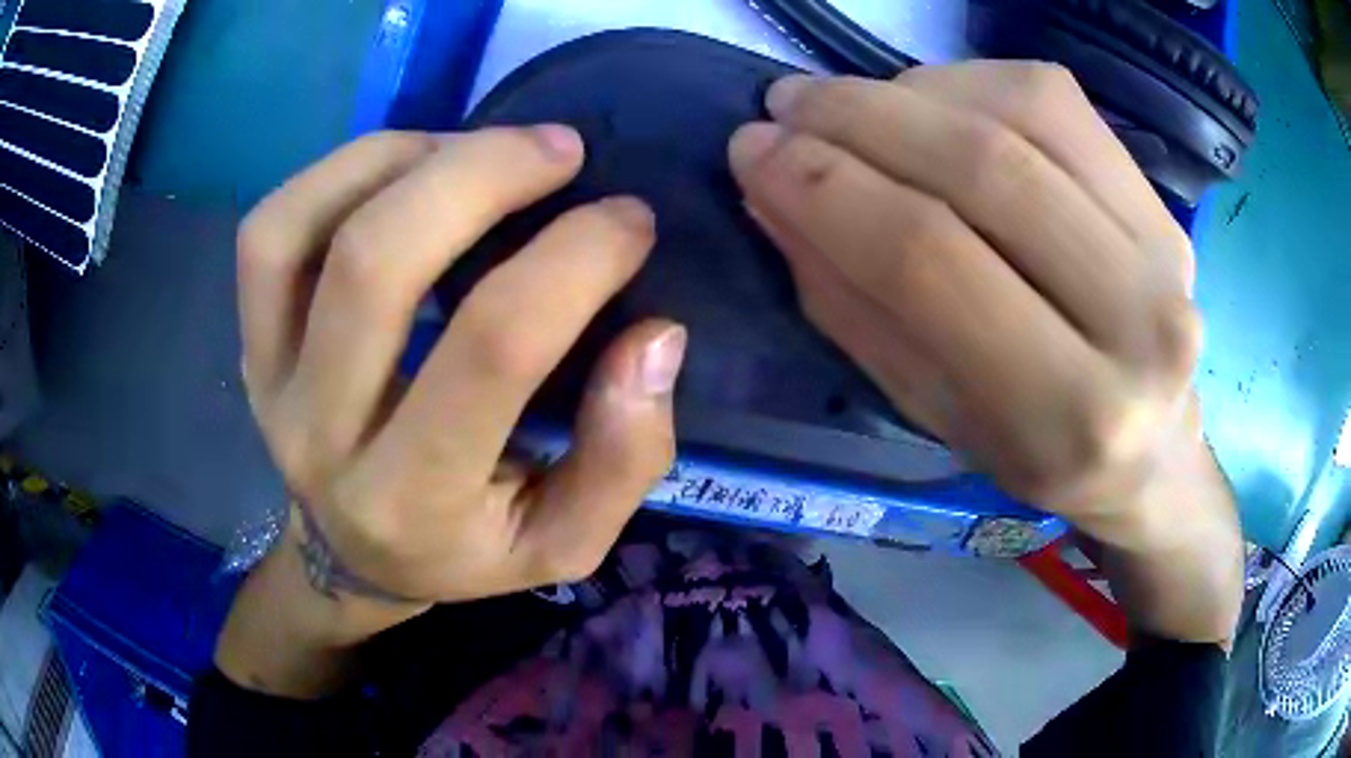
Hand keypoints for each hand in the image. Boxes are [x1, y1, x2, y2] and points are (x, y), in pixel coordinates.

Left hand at [235, 127, 682, 617]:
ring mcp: (269, 381)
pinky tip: (408, 168)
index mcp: (414, 498)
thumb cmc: (464, 546)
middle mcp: (321, 436)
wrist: (352, 554)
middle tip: (560, 150)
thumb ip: (624, 454)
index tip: (629, 220)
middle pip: (375, 263)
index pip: (491, 346)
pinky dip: (342, 171)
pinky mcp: (250, 343)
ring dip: (405, 158)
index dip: (575, 259)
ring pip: (300, 228)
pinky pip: (270, 231)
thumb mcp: (565, 538)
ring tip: (479, 150)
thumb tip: (656, 338)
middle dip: (482, 174)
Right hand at [730, 62, 1241, 641]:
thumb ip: (855, 307)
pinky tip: (922, 101)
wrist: (1150, 450)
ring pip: (1020, 113)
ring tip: (842, 102)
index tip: (752, 152)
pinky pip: (1054, 98)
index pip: (931, 262)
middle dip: (858, 119)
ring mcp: (1163, 247)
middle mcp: (1138, 325)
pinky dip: (967, 81)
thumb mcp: (935, 415)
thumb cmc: (1037, 452)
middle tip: (783, 106)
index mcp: (1068, 417)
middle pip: (982, 168)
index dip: (826, 189)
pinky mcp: (1160, 199)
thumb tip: (775, 195)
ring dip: (907, 91)